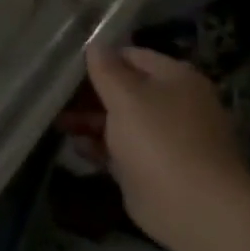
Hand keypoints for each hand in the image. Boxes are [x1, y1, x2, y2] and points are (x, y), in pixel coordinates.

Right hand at [65, 45, 249, 249]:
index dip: (101, 59)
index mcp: (176, 79)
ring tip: (59, 123)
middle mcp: (174, 105)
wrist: (193, 206)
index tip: (67, 67)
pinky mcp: (154, 168)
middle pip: (125, 90)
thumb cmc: (159, 140)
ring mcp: (165, 138)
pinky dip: (100, 147)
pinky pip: (122, 149)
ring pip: (121, 121)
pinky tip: (77, 147)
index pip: (133, 56)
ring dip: (90, 121)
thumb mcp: (126, 97)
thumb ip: (106, 70)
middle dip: (90, 94)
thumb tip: (95, 44)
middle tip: (56, 98)